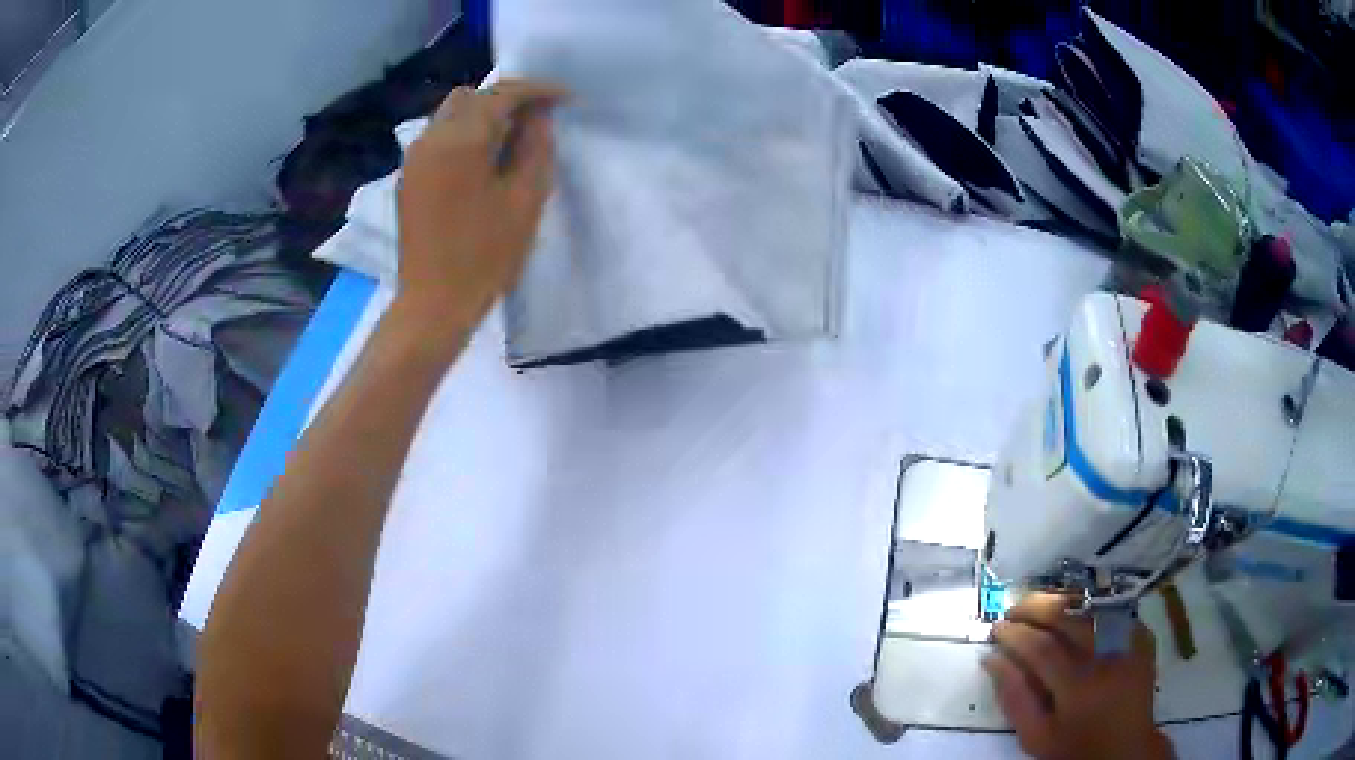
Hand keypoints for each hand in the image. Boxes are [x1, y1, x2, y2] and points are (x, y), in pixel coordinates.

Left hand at [393, 79, 565, 339]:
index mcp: (462, 140)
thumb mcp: (525, 199)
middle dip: (507, 98)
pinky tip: (482, 158)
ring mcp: (415, 157)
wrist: (434, 303)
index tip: (566, 99)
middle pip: (472, 96)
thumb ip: (535, 147)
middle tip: (537, 119)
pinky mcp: (409, 176)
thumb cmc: (486, 256)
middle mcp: (432, 138)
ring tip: (511, 138)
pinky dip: (464, 132)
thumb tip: (538, 116)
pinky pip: (438, 135)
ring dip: (483, 114)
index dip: (538, 90)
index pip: (503, 93)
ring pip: (451, 113)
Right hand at [984, 593, 1171, 759]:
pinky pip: (1112, 611)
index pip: (1041, 648)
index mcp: (1077, 687)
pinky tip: (1075, 616)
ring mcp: (1129, 642)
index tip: (995, 629)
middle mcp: (1106, 657)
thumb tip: (992, 659)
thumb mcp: (1036, 737)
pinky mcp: (1142, 636)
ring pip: (1091, 605)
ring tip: (1040, 608)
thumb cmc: (1074, 749)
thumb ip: (1014, 699)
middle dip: (1036, 606)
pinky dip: (1089, 609)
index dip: (1015, 634)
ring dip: (1061, 602)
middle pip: (1069, 616)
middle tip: (1013, 610)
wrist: (1125, 749)